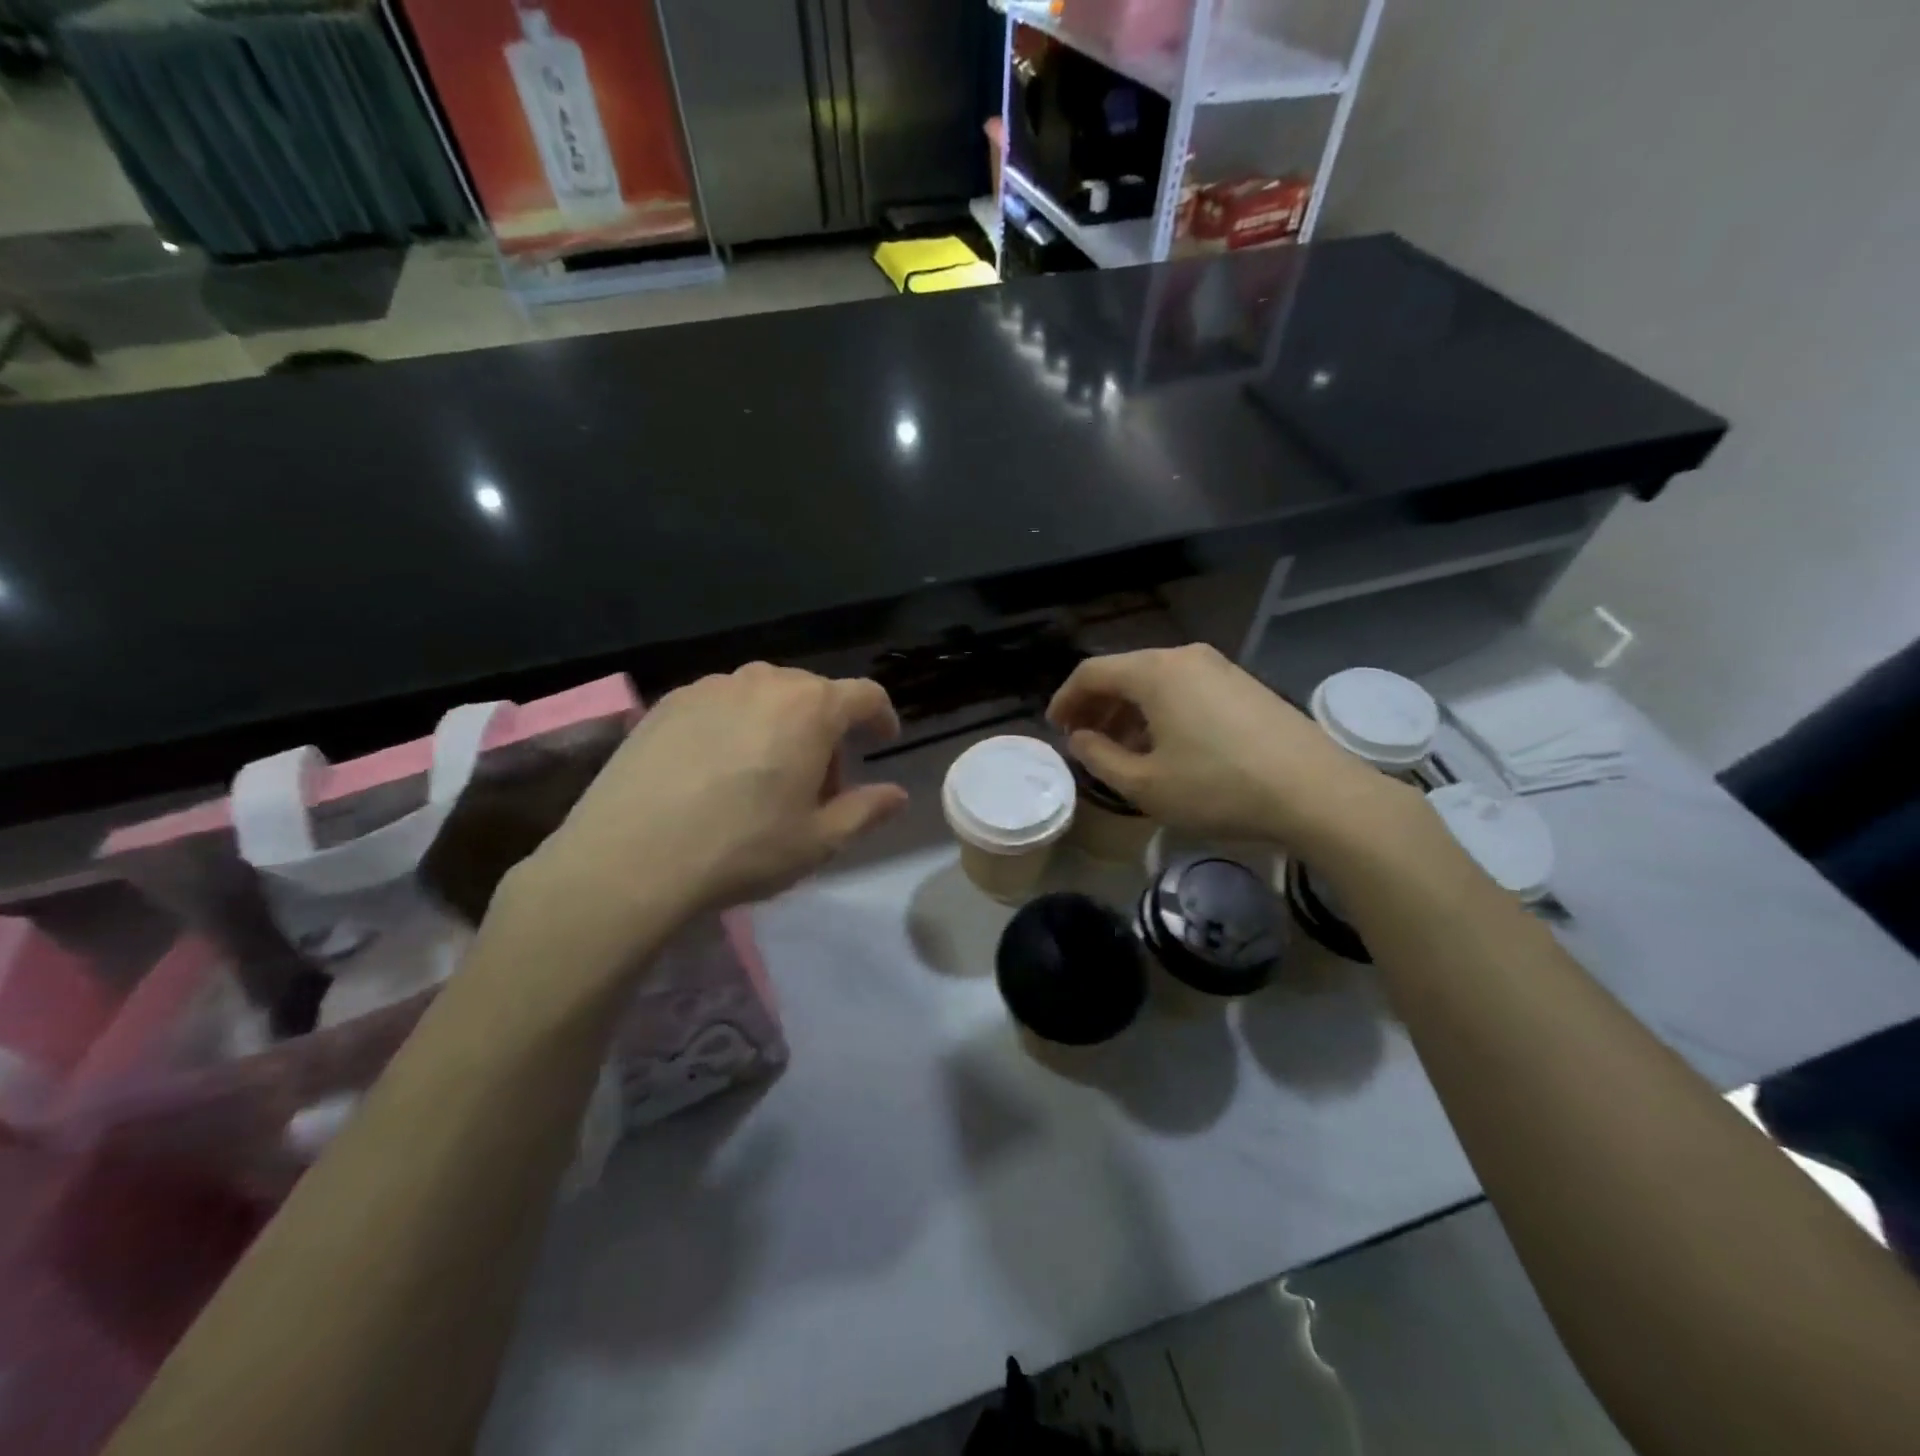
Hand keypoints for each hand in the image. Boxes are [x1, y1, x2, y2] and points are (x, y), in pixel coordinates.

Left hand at [514, 664, 906, 958]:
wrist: (629, 859)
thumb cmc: (741, 848)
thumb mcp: (818, 841)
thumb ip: (866, 811)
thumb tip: (897, 795)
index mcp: (811, 708)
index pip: (864, 695)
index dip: (881, 716)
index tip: (883, 740)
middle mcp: (763, 682)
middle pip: (813, 693)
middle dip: (827, 730)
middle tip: (817, 781)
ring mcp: (710, 687)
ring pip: (765, 696)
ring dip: (781, 725)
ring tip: (763, 775)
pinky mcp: (668, 703)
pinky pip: (721, 704)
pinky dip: (735, 726)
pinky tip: (715, 771)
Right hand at [1047, 644, 1415, 855]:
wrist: (1315, 792)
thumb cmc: (1218, 788)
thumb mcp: (1145, 785)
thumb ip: (1100, 758)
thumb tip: (1081, 738)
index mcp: (1154, 672)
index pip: (1092, 672)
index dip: (1065, 699)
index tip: (1054, 728)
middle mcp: (1185, 657)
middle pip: (1125, 672)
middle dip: (1097, 706)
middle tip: (1082, 740)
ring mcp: (1220, 667)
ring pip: (1157, 682)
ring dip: (1129, 711)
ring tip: (1121, 749)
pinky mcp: (1245, 685)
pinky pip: (1186, 690)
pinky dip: (1161, 711)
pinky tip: (1165, 746)